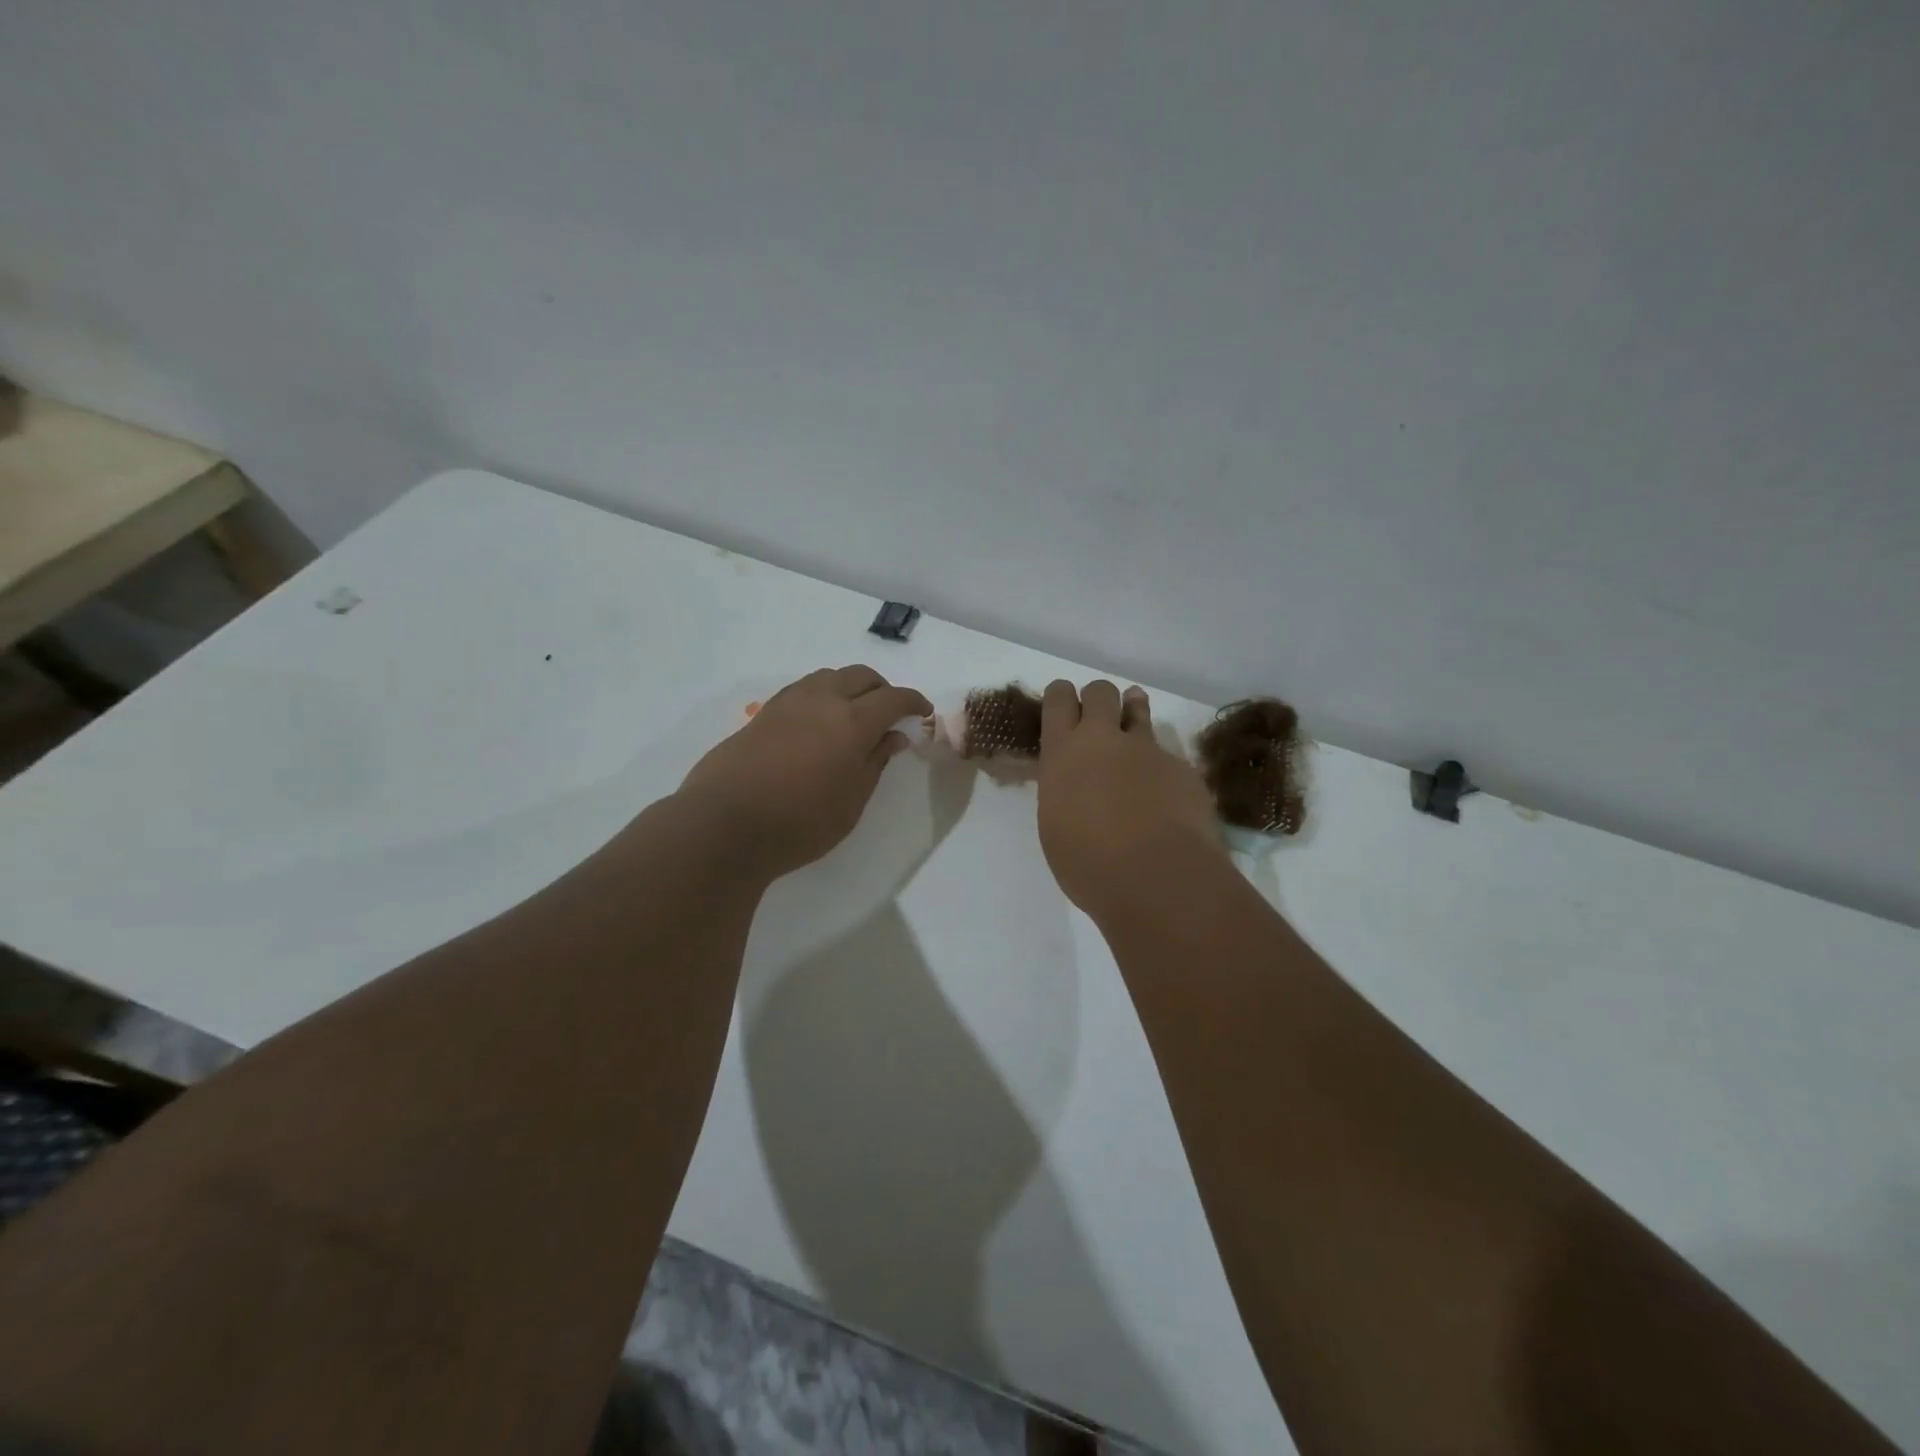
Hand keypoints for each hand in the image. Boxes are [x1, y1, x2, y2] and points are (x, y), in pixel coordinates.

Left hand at [677, 666, 931, 879]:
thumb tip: (893, 737)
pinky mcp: (764, 712)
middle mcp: (822, 700)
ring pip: (829, 676)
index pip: (893, 698)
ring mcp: (789, 702)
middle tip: (890, 714)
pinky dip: (823, 695)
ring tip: (854, 716)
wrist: (724, 825)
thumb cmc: (799, 823)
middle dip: (882, 689)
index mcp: (852, 721)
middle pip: (861, 676)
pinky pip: (804, 689)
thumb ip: (875, 763)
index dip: (913, 701)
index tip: (922, 712)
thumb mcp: (851, 801)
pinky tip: (819, 723)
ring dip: (850, 687)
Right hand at [1037, 680, 1224, 920]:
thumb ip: (1064, 792)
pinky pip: (1167, 754)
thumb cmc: (1089, 865)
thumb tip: (1076, 786)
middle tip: (1097, 719)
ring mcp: (1147, 749)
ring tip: (1133, 720)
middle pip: (1100, 692)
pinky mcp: (1182, 767)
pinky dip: (1161, 765)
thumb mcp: (1056, 825)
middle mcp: (1104, 740)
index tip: (1063, 705)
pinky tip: (1164, 793)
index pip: (1058, 699)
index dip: (1061, 696)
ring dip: (1133, 711)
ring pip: (1138, 710)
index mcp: (1063, 754)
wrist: (1157, 878)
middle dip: (1097, 699)